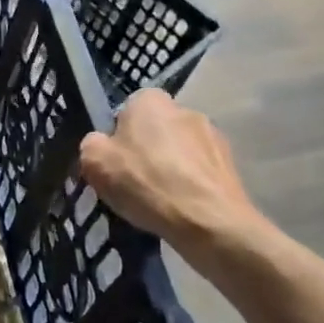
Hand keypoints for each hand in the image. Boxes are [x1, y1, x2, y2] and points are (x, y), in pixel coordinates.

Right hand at [79, 90, 265, 263]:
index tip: (114, 162)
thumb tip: (102, 144)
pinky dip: (190, 185)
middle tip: (134, 182)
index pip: (126, 110)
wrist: (209, 222)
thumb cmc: (146, 182)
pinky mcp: (231, 165)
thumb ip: (92, 144)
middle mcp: (185, 109)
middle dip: (146, 150)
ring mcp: (213, 136)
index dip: (117, 137)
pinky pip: (199, 172)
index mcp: (150, 100)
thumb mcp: (94, 162)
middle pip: (154, 130)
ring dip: (170, 168)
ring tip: (160, 200)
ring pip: (179, 151)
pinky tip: (181, 208)